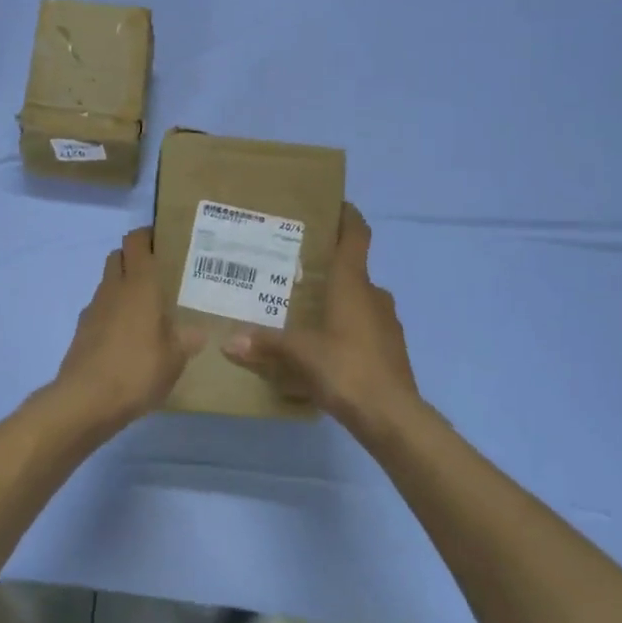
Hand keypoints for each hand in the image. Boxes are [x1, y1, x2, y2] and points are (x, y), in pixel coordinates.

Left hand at [52, 227, 203, 433]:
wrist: (86, 400)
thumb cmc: (137, 370)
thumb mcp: (175, 359)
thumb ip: (187, 340)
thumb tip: (198, 331)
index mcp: (139, 285)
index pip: (137, 241)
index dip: (148, 235)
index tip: (166, 242)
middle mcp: (113, 288)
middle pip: (119, 256)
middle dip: (136, 258)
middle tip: (161, 275)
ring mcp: (94, 309)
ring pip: (109, 283)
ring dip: (124, 287)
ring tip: (148, 309)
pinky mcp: (82, 331)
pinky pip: (101, 310)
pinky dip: (113, 313)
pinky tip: (129, 337)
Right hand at [221, 204, 420, 441]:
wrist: (392, 416)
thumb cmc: (346, 369)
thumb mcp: (300, 354)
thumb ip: (265, 344)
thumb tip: (229, 342)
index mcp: (354, 285)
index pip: (357, 237)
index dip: (348, 217)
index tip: (334, 205)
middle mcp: (374, 296)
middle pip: (353, 271)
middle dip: (328, 268)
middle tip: (295, 270)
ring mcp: (386, 324)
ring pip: (359, 302)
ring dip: (337, 302)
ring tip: (304, 311)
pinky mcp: (390, 350)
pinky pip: (363, 329)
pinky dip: (345, 330)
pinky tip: (323, 348)